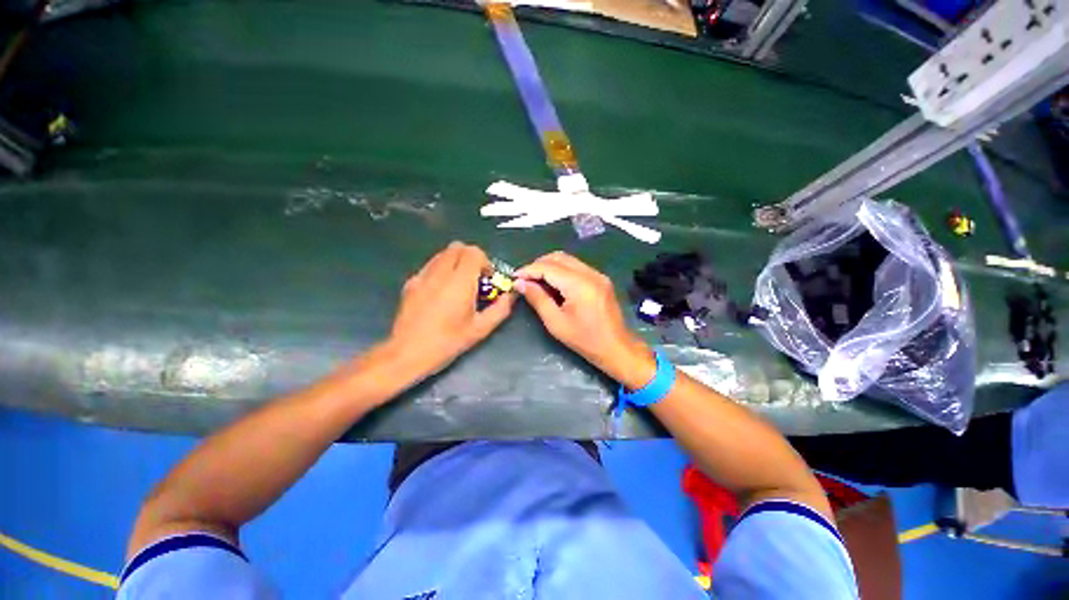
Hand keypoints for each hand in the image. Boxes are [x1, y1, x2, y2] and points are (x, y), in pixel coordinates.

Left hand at [387, 242, 515, 377]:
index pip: (473, 252)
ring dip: (455, 263)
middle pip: (457, 247)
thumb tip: (510, 295)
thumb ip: (500, 309)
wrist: (407, 353)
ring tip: (459, 285)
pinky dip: (441, 270)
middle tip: (475, 279)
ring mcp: (422, 276)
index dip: (484, 262)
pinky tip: (441, 293)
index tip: (487, 279)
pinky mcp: (410, 283)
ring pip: (442, 254)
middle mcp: (440, 273)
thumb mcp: (480, 329)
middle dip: (470, 258)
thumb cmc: (447, 342)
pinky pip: (430, 266)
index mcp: (460, 282)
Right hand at [517, 252, 654, 388]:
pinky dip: (562, 271)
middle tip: (524, 279)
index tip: (514, 277)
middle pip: (558, 257)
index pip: (548, 267)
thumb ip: (538, 299)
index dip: (528, 270)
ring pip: (568, 260)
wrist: (617, 348)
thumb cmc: (585, 340)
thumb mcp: (556, 322)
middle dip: (538, 265)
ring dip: (549, 266)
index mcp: (579, 284)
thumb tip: (520, 283)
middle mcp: (590, 273)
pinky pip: (577, 267)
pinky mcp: (601, 279)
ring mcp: (598, 274)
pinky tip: (554, 284)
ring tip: (536, 281)